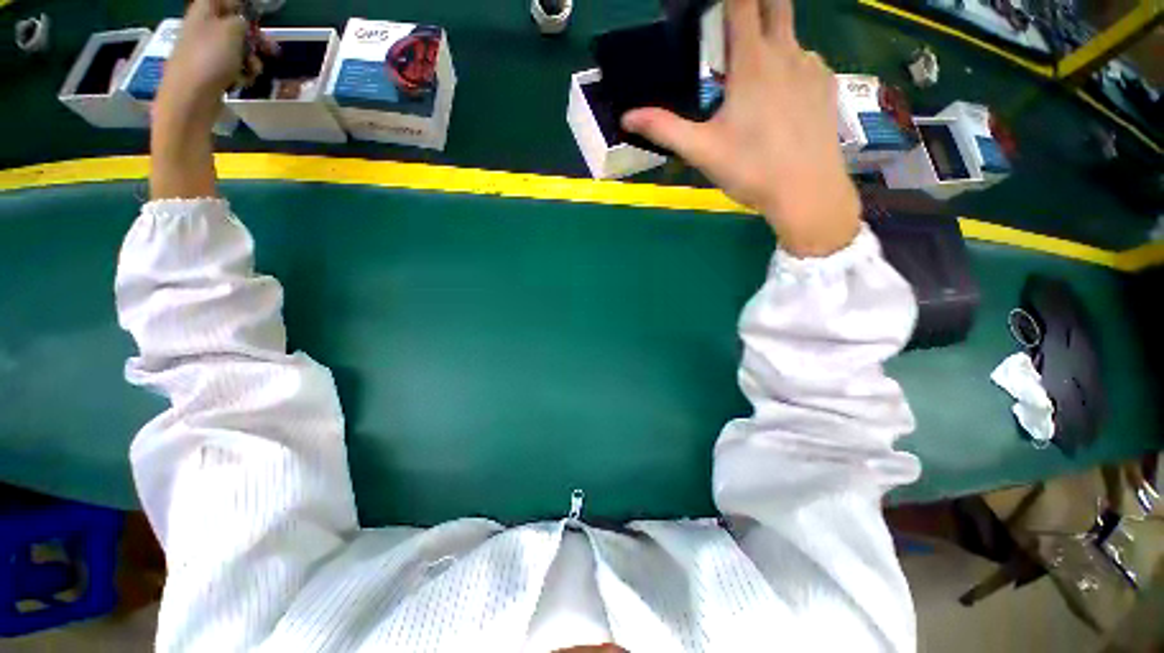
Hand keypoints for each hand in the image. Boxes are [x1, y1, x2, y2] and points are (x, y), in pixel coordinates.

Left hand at [156, 0, 248, 127]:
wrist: (190, 98)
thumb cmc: (209, 59)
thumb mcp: (232, 31)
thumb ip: (241, 21)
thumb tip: (244, 21)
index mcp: (204, 12)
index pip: (224, 0)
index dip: (242, 6)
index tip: (258, 16)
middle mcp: (203, 28)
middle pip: (234, 26)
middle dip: (254, 38)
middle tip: (271, 50)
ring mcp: (205, 51)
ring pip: (237, 49)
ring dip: (251, 59)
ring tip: (255, 71)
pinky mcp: (210, 71)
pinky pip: (232, 67)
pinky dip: (242, 73)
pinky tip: (244, 81)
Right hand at [622, 0, 859, 256]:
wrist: (807, 192)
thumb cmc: (751, 169)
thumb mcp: (701, 151)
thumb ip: (664, 128)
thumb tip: (628, 116)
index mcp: (752, 63)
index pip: (742, 4)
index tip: (714, 6)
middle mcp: (787, 52)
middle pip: (775, 3)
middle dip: (754, 4)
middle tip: (734, 26)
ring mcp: (812, 67)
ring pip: (789, 36)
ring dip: (769, 40)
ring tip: (752, 77)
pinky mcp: (826, 86)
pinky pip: (805, 61)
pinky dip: (788, 66)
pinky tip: (779, 98)